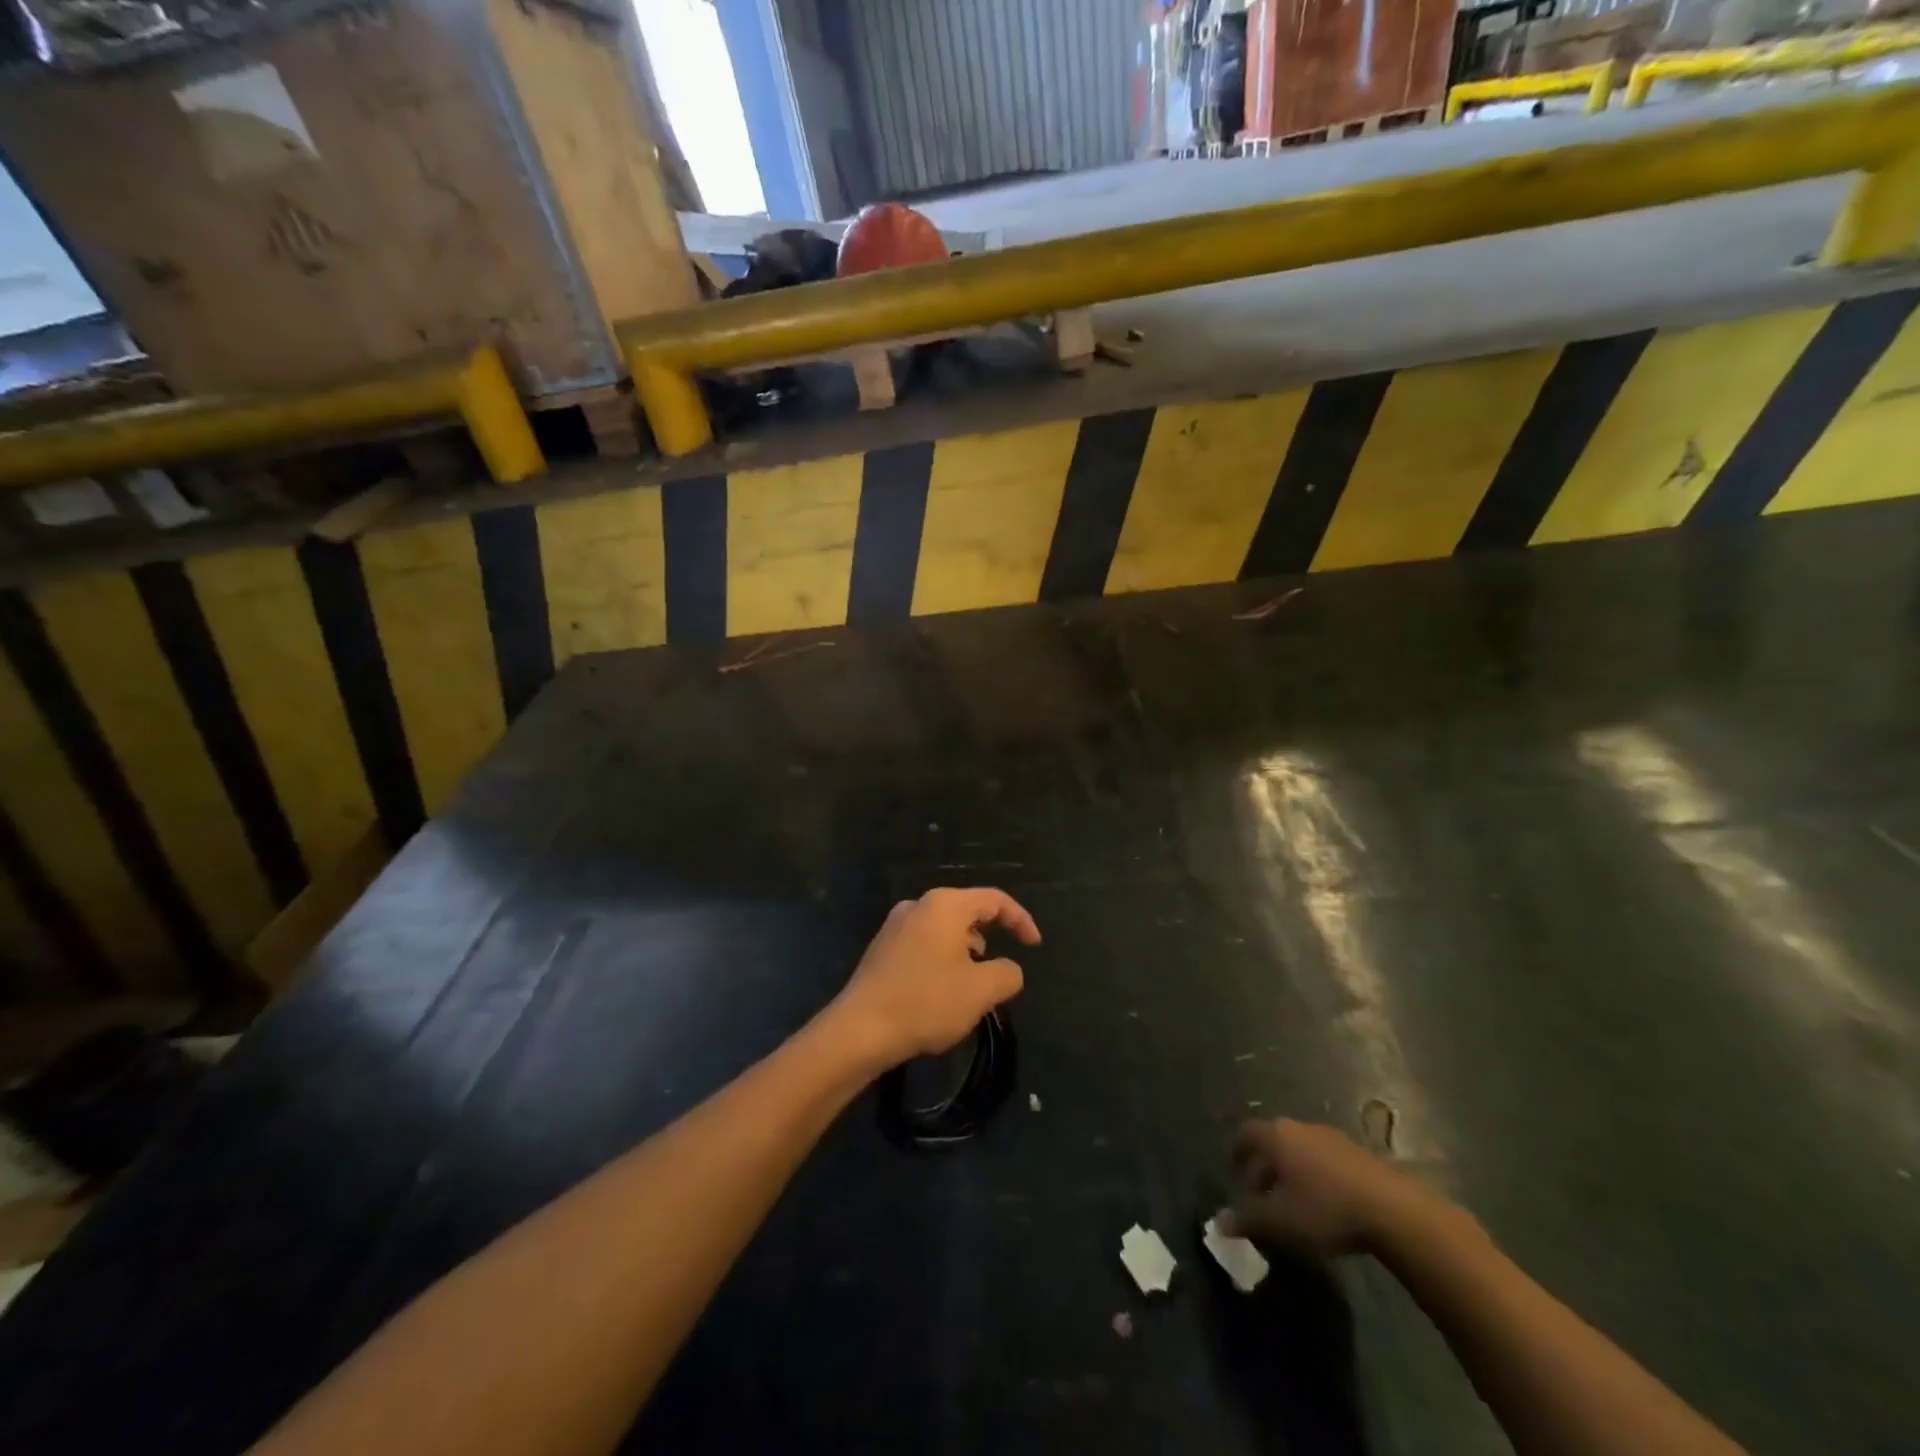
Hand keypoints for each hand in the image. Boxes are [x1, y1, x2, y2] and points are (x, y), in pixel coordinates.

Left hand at [827, 887, 1040, 1068]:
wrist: (860, 1029)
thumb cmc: (926, 1002)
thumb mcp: (981, 992)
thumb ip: (1007, 974)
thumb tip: (1008, 969)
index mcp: (945, 905)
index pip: (995, 900)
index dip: (1021, 920)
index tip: (1035, 946)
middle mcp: (918, 905)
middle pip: (967, 908)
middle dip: (993, 932)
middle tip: (1004, 961)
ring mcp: (895, 924)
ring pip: (944, 926)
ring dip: (967, 946)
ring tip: (975, 977)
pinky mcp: (882, 947)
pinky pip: (924, 940)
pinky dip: (944, 955)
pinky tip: (943, 986)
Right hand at [1223, 1119, 1430, 1256]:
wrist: (1393, 1210)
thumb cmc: (1324, 1209)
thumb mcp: (1280, 1221)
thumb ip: (1247, 1219)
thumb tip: (1218, 1222)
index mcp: (1276, 1136)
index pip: (1245, 1134)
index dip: (1237, 1152)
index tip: (1235, 1173)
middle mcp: (1299, 1128)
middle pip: (1272, 1141)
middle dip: (1264, 1167)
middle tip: (1261, 1196)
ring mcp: (1331, 1138)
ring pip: (1299, 1150)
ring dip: (1291, 1172)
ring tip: (1293, 1204)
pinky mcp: (1357, 1154)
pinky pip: (1324, 1160)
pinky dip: (1315, 1176)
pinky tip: (1324, 1204)